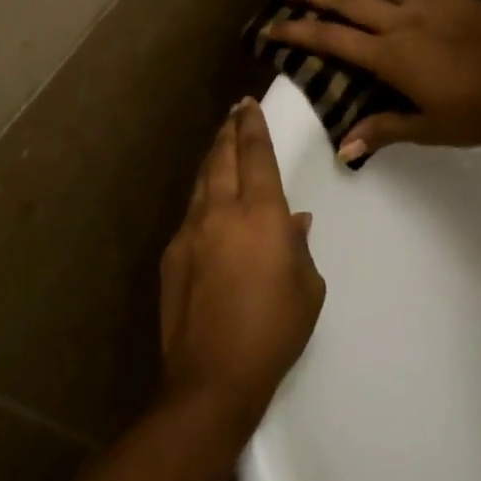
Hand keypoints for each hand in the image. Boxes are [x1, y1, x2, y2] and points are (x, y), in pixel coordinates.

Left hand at [158, 98, 324, 432]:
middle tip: (234, 113)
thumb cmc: (274, 331)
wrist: (213, 376)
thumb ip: (299, 247)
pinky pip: (190, 213)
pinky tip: (208, 202)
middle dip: (228, 132)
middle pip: (222, 158)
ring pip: (201, 182)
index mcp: (261, 216)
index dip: (253, 127)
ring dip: (212, 158)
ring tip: (219, 145)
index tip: (249, 105)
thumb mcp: (307, 288)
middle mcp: (221, 213)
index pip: (255, 156)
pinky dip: (202, 197)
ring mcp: (191, 232)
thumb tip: (293, 222)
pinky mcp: (172, 255)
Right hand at [263, 0, 480, 162]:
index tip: (269, 25)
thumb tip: (343, 150)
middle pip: (346, 1)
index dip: (296, 31)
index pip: (331, 39)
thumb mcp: (425, 130)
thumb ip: (382, 131)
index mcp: (390, 57)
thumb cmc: (474, 116)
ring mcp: (431, 3)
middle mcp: (402, 22)